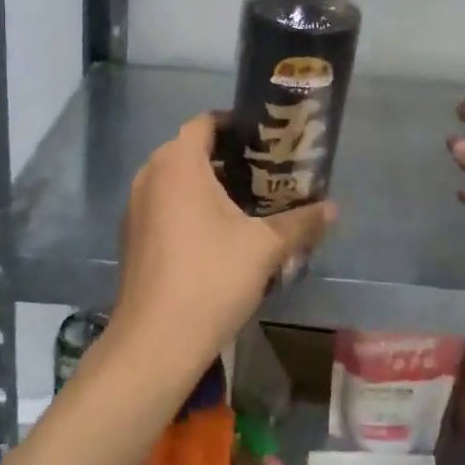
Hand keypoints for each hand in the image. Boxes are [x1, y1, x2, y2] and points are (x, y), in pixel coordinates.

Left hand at [108, 112, 335, 377]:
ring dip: (209, 186)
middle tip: (267, 174)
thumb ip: (300, 222)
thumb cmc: (211, 278)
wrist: (156, 341)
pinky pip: (164, 207)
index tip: (268, 140)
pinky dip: (189, 209)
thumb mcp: (265, 248)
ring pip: (176, 181)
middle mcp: (150, 176)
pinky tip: (218, 238)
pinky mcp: (132, 237)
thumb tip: (333, 208)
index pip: (206, 123)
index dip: (237, 125)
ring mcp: (135, 208)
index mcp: (178, 163)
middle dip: (229, 159)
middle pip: (191, 151)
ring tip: (248, 205)